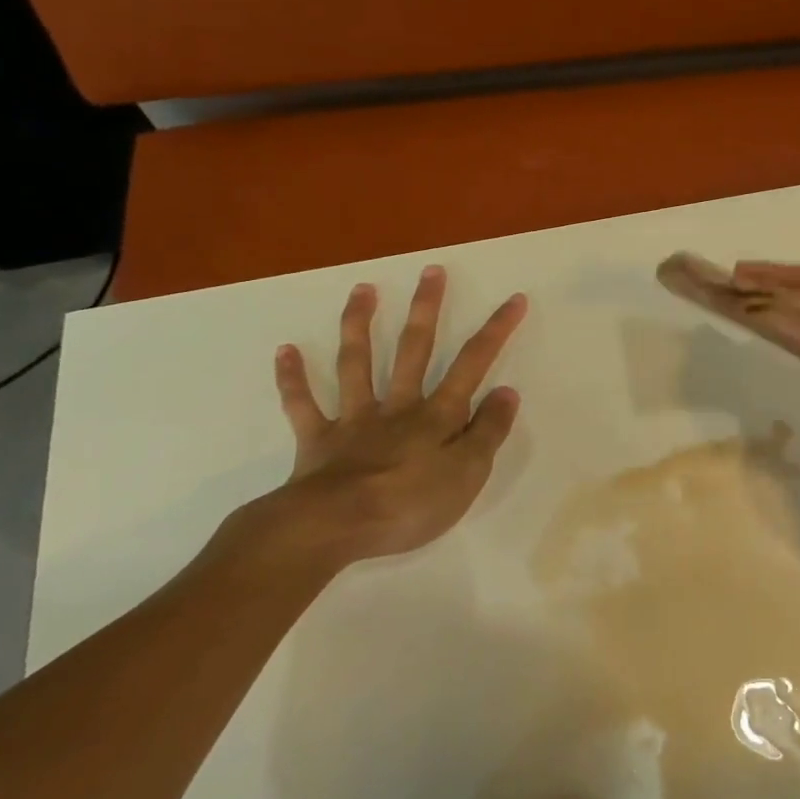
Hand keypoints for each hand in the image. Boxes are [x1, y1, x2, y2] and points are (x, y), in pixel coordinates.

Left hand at [228, 267, 527, 570]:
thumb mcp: (468, 474)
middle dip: (426, 309)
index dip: (496, 330)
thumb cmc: (409, 504)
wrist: (333, 527)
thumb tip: (506, 391)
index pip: (473, 363)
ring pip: (357, 364)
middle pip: (414, 349)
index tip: (514, 298)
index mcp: (437, 415)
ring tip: (362, 289)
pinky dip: (293, 378)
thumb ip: (488, 431)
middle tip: (431, 271)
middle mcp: (398, 406)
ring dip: (359, 325)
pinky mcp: (317, 440)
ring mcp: (354, 419)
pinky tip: (285, 350)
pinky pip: (303, 405)